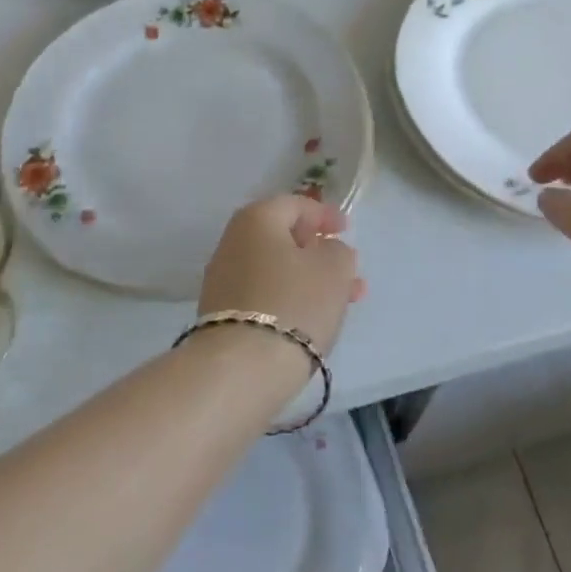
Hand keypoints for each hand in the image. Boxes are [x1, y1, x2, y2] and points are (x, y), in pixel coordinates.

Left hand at [198, 195, 365, 355]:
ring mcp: (223, 279)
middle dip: (318, 251)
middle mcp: (233, 242)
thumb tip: (326, 250)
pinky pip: (264, 294)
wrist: (241, 367)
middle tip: (347, 268)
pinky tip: (312, 317)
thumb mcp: (333, 269)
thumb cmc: (293, 303)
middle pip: (282, 238)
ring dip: (308, 278)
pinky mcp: (222, 313)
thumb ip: (337, 251)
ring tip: (343, 300)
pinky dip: (290, 298)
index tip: (346, 230)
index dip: (324, 214)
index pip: (294, 204)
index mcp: (257, 218)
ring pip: (276, 269)